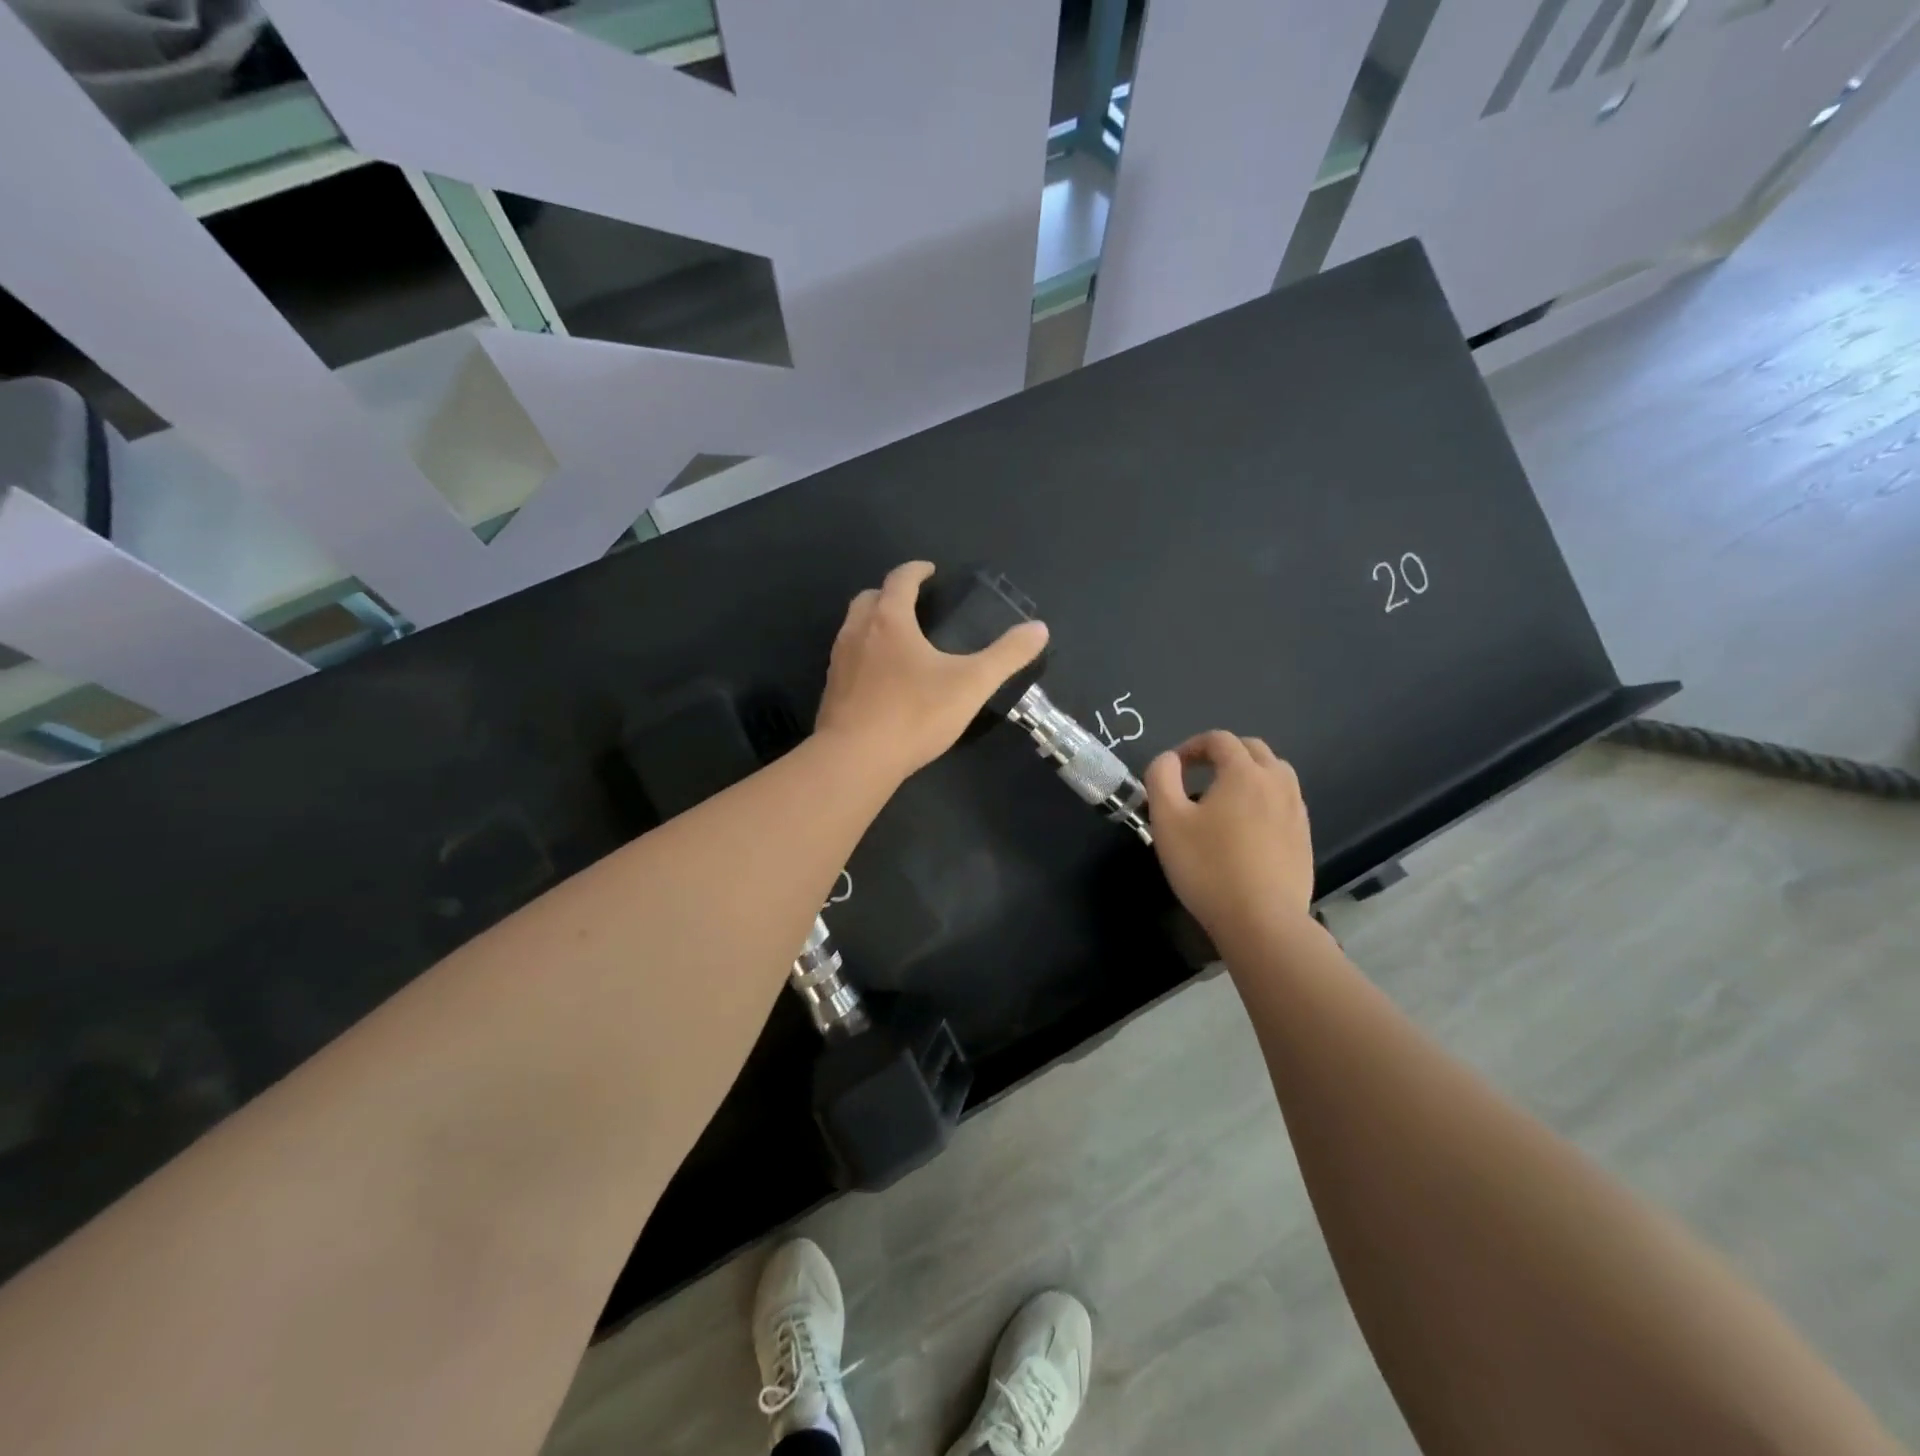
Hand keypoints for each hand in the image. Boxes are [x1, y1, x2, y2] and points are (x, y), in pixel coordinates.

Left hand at [815, 561, 1049, 780]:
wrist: (856, 759)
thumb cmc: (915, 714)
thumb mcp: (971, 684)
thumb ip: (1007, 655)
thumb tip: (1039, 628)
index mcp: (889, 620)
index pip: (900, 579)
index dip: (916, 570)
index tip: (929, 571)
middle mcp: (857, 632)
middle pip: (869, 598)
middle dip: (890, 594)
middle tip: (912, 603)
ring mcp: (838, 662)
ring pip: (852, 628)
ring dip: (873, 623)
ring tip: (898, 639)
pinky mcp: (831, 691)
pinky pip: (847, 659)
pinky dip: (864, 655)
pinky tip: (881, 679)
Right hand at [1145, 732, 1314, 944]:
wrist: (1262, 921)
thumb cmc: (1207, 867)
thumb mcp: (1167, 820)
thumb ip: (1161, 778)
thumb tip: (1168, 760)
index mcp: (1244, 773)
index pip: (1219, 739)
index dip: (1192, 746)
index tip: (1173, 768)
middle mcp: (1277, 783)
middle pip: (1253, 750)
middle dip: (1223, 754)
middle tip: (1197, 775)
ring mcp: (1296, 811)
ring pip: (1275, 774)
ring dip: (1248, 774)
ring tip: (1224, 798)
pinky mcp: (1304, 838)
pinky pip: (1285, 802)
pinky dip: (1264, 799)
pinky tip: (1246, 828)